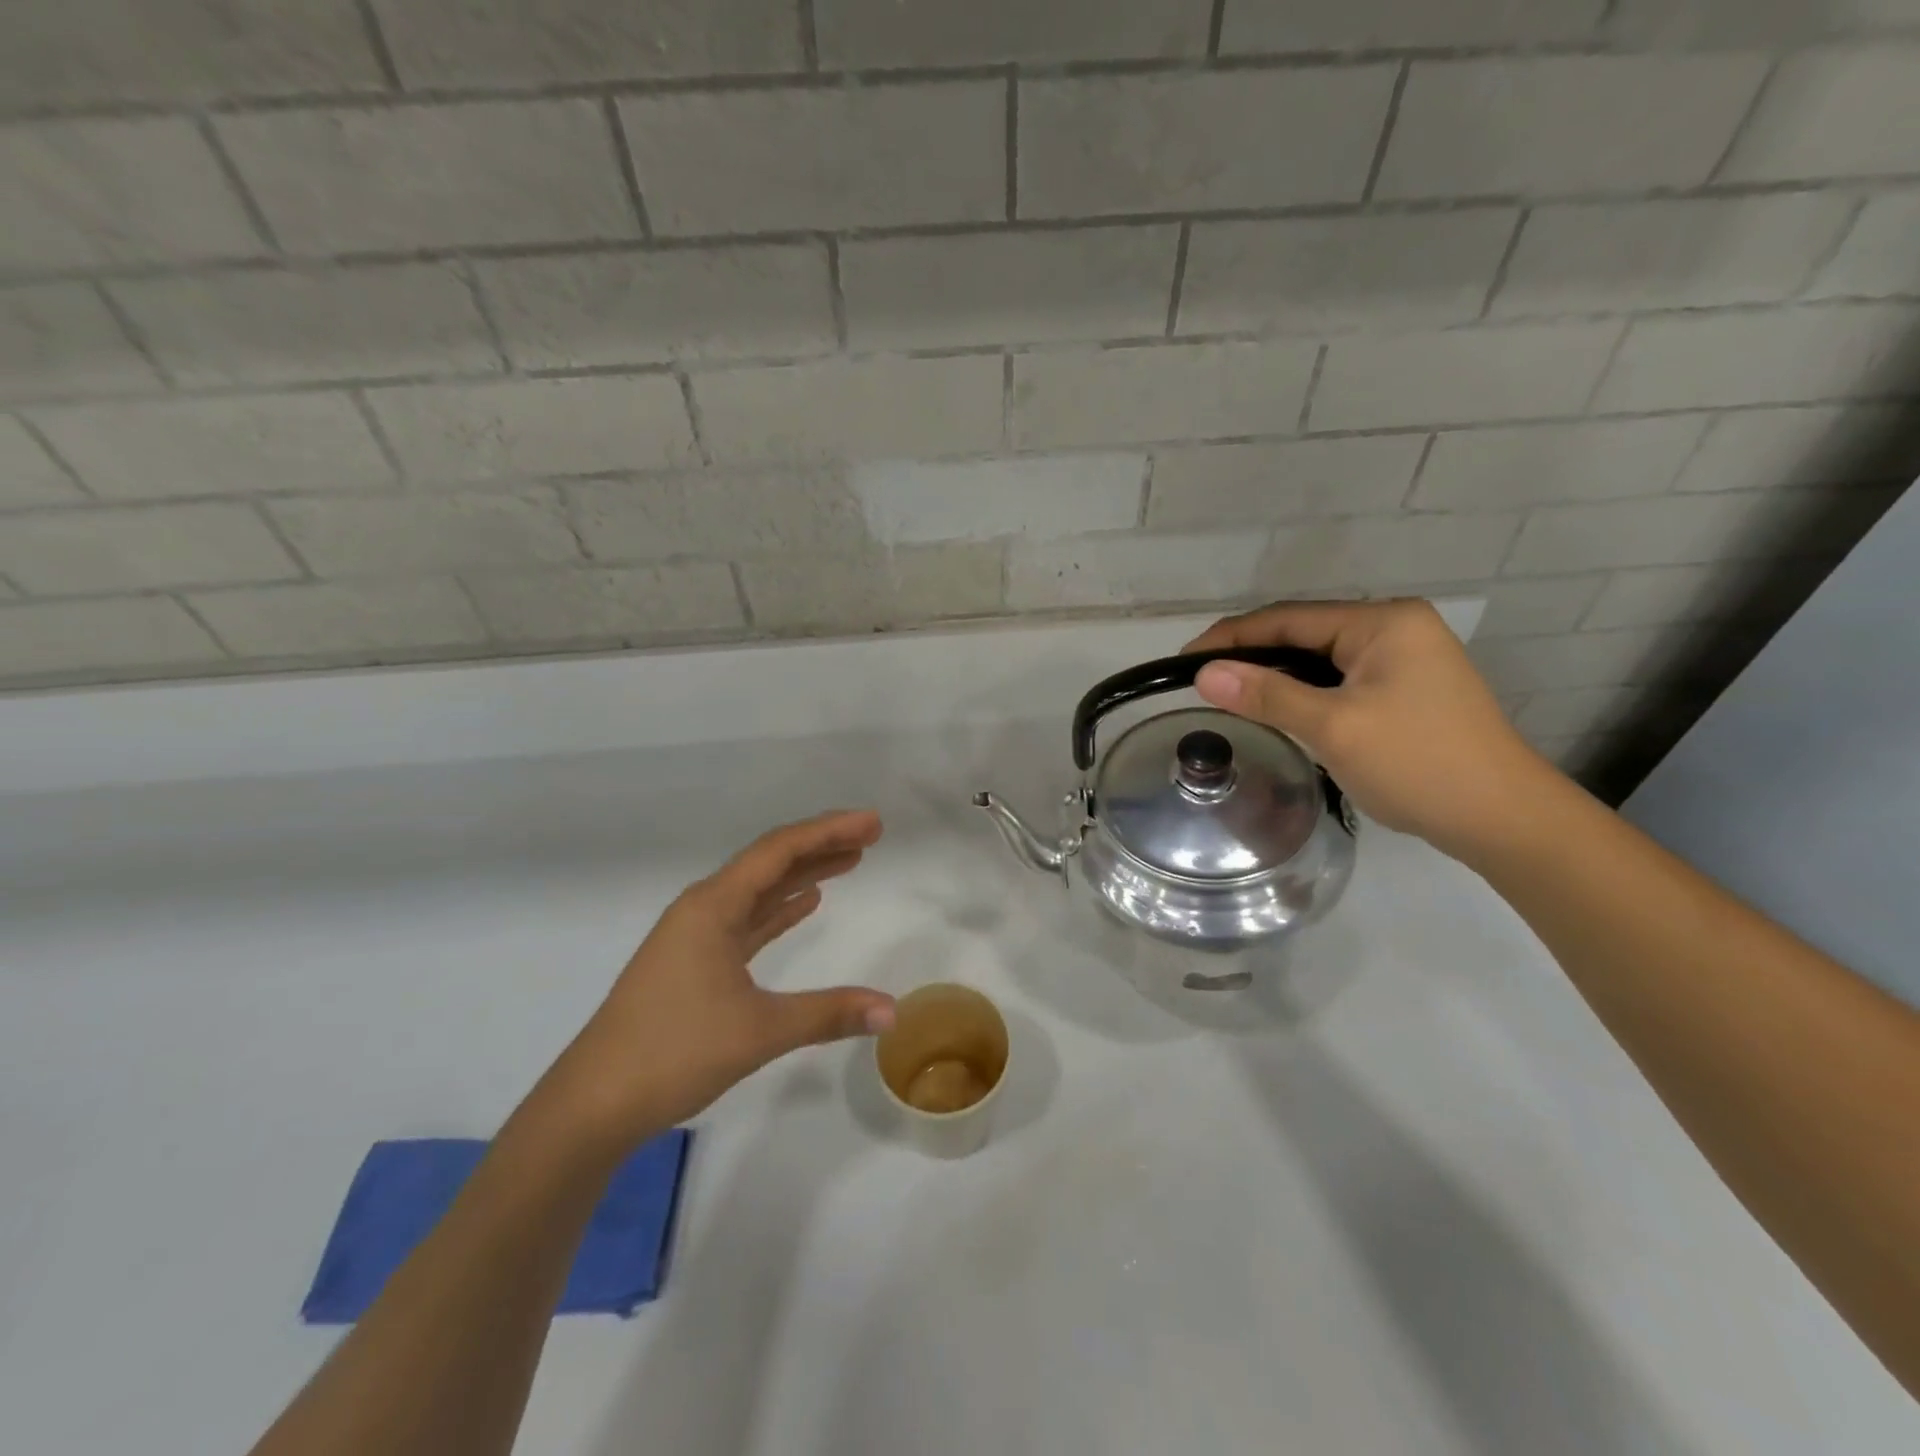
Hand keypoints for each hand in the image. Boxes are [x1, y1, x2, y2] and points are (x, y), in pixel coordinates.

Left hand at [543, 811, 895, 1145]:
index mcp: (712, 906)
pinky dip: (779, 909)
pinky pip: (747, 921)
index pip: (780, 851)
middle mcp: (703, 909)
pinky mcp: (694, 963)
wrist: (593, 1104)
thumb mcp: (759, 1030)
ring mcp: (696, 936)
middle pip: (770, 862)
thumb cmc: (672, 1052)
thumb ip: (829, 1014)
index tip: (872, 823)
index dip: (829, 831)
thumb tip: (893, 1011)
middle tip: (870, 835)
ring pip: (759, 891)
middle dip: (821, 846)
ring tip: (849, 861)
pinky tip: (806, 904)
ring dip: (803, 875)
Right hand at [1185, 600, 1559, 861]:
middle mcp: (1395, 627)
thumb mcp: (1334, 727)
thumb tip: (1203, 674)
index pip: (1288, 618)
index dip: (1230, 638)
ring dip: (1276, 676)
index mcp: (1383, 622)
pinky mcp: (1406, 687)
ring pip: (1319, 658)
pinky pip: (1338, 679)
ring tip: (1228, 695)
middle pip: (1303, 634)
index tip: (1183, 662)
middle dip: (1251, 656)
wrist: (1502, 818)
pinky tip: (1278, 709)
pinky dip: (1303, 692)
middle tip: (1200, 682)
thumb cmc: (1418, 764)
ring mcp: (1405, 657)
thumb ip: (1267, 695)